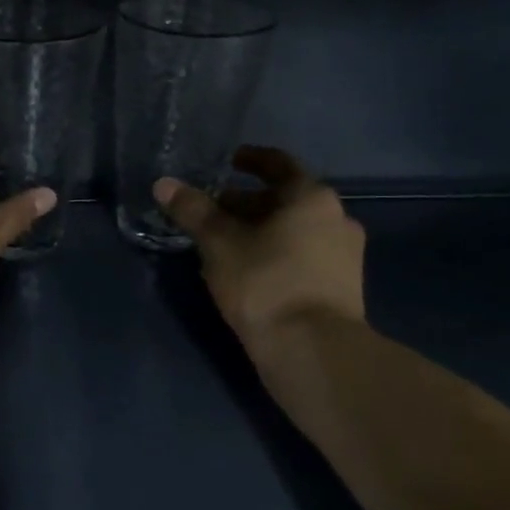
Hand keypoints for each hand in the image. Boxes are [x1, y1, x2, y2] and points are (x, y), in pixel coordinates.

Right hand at [155, 145, 365, 340]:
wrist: (312, 349)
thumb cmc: (264, 282)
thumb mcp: (219, 243)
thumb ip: (193, 211)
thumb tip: (164, 184)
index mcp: (311, 197)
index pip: (278, 164)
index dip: (249, 160)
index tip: (227, 162)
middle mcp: (337, 218)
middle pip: (285, 200)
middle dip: (247, 204)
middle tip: (212, 213)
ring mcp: (345, 255)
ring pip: (295, 230)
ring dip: (261, 232)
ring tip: (225, 246)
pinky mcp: (342, 287)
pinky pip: (304, 257)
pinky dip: (277, 254)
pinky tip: (250, 273)